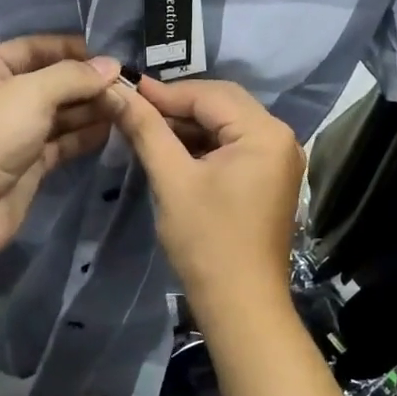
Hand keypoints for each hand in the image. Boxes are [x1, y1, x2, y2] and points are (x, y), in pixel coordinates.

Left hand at [0, 36, 119, 266]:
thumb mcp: (29, 94)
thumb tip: (113, 65)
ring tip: (128, 105)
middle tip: (128, 84)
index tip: (110, 54)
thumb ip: (73, 77)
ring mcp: (13, 135)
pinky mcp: (27, 166)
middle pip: (50, 82)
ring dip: (90, 109)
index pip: (33, 48)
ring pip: (58, 115)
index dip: (71, 49)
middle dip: (86, 82)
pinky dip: (84, 136)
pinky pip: (61, 144)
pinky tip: (113, 130)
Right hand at [105, 76, 304, 323]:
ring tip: (147, 127)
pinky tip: (173, 149)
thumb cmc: (207, 241)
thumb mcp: (172, 180)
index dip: (165, 92)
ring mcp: (278, 159)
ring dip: (189, 125)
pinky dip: (204, 145)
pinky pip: (234, 146)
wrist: (241, 305)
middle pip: (223, 105)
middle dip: (178, 106)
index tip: (125, 90)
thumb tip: (116, 91)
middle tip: (134, 108)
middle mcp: (280, 138)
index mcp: (265, 133)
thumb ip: (146, 130)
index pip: (210, 95)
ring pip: (227, 125)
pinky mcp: (270, 178)